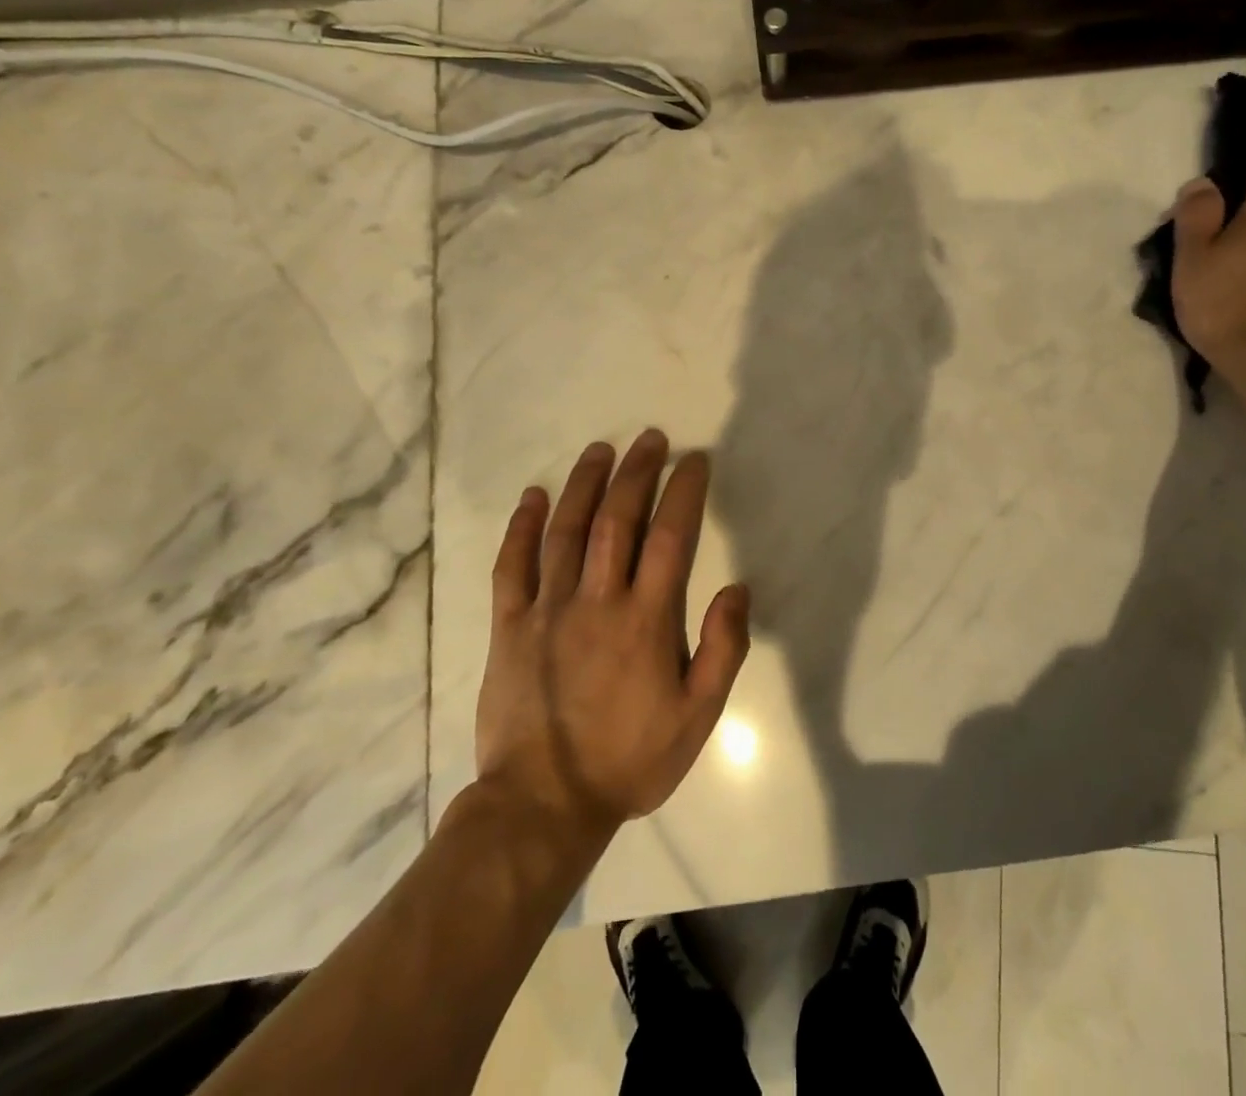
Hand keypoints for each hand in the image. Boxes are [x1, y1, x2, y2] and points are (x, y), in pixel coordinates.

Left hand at [473, 430, 750, 835]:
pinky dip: (522, 527)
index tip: (694, 460)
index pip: (670, 536)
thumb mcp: (697, 717)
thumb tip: (736, 588)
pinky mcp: (509, 627)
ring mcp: (548, 609)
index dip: (684, 491)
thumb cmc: (629, 760)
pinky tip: (534, 496)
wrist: (543, 805)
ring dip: (584, 484)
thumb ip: (723, 649)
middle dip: (636, 472)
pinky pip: (512, 566)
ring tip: (599, 449)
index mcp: (646, 619)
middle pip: (618, 519)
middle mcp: (597, 600)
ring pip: (566, 531)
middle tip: (650, 439)